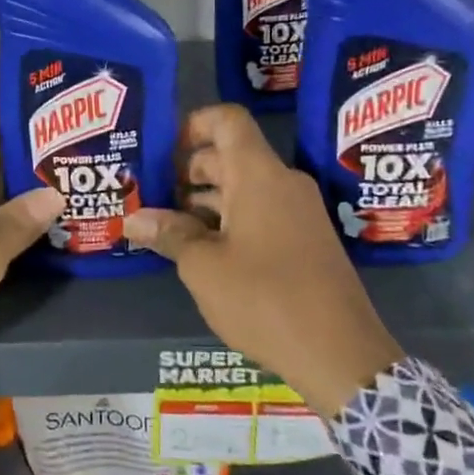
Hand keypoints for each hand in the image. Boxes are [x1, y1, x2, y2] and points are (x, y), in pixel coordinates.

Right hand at [124, 104, 401, 415]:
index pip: (226, 120)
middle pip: (229, 155)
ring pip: (243, 187)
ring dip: (204, 201)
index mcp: (258, 175)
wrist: (340, 354)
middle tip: (149, 195)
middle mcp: (282, 183)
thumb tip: (133, 220)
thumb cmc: (264, 298)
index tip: (161, 150)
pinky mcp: (305, 240)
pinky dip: (228, 220)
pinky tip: (200, 250)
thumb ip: (169, 235)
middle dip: (187, 171)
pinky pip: (260, 212)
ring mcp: (298, 212)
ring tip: (165, 226)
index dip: (192, 125)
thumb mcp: (204, 267)